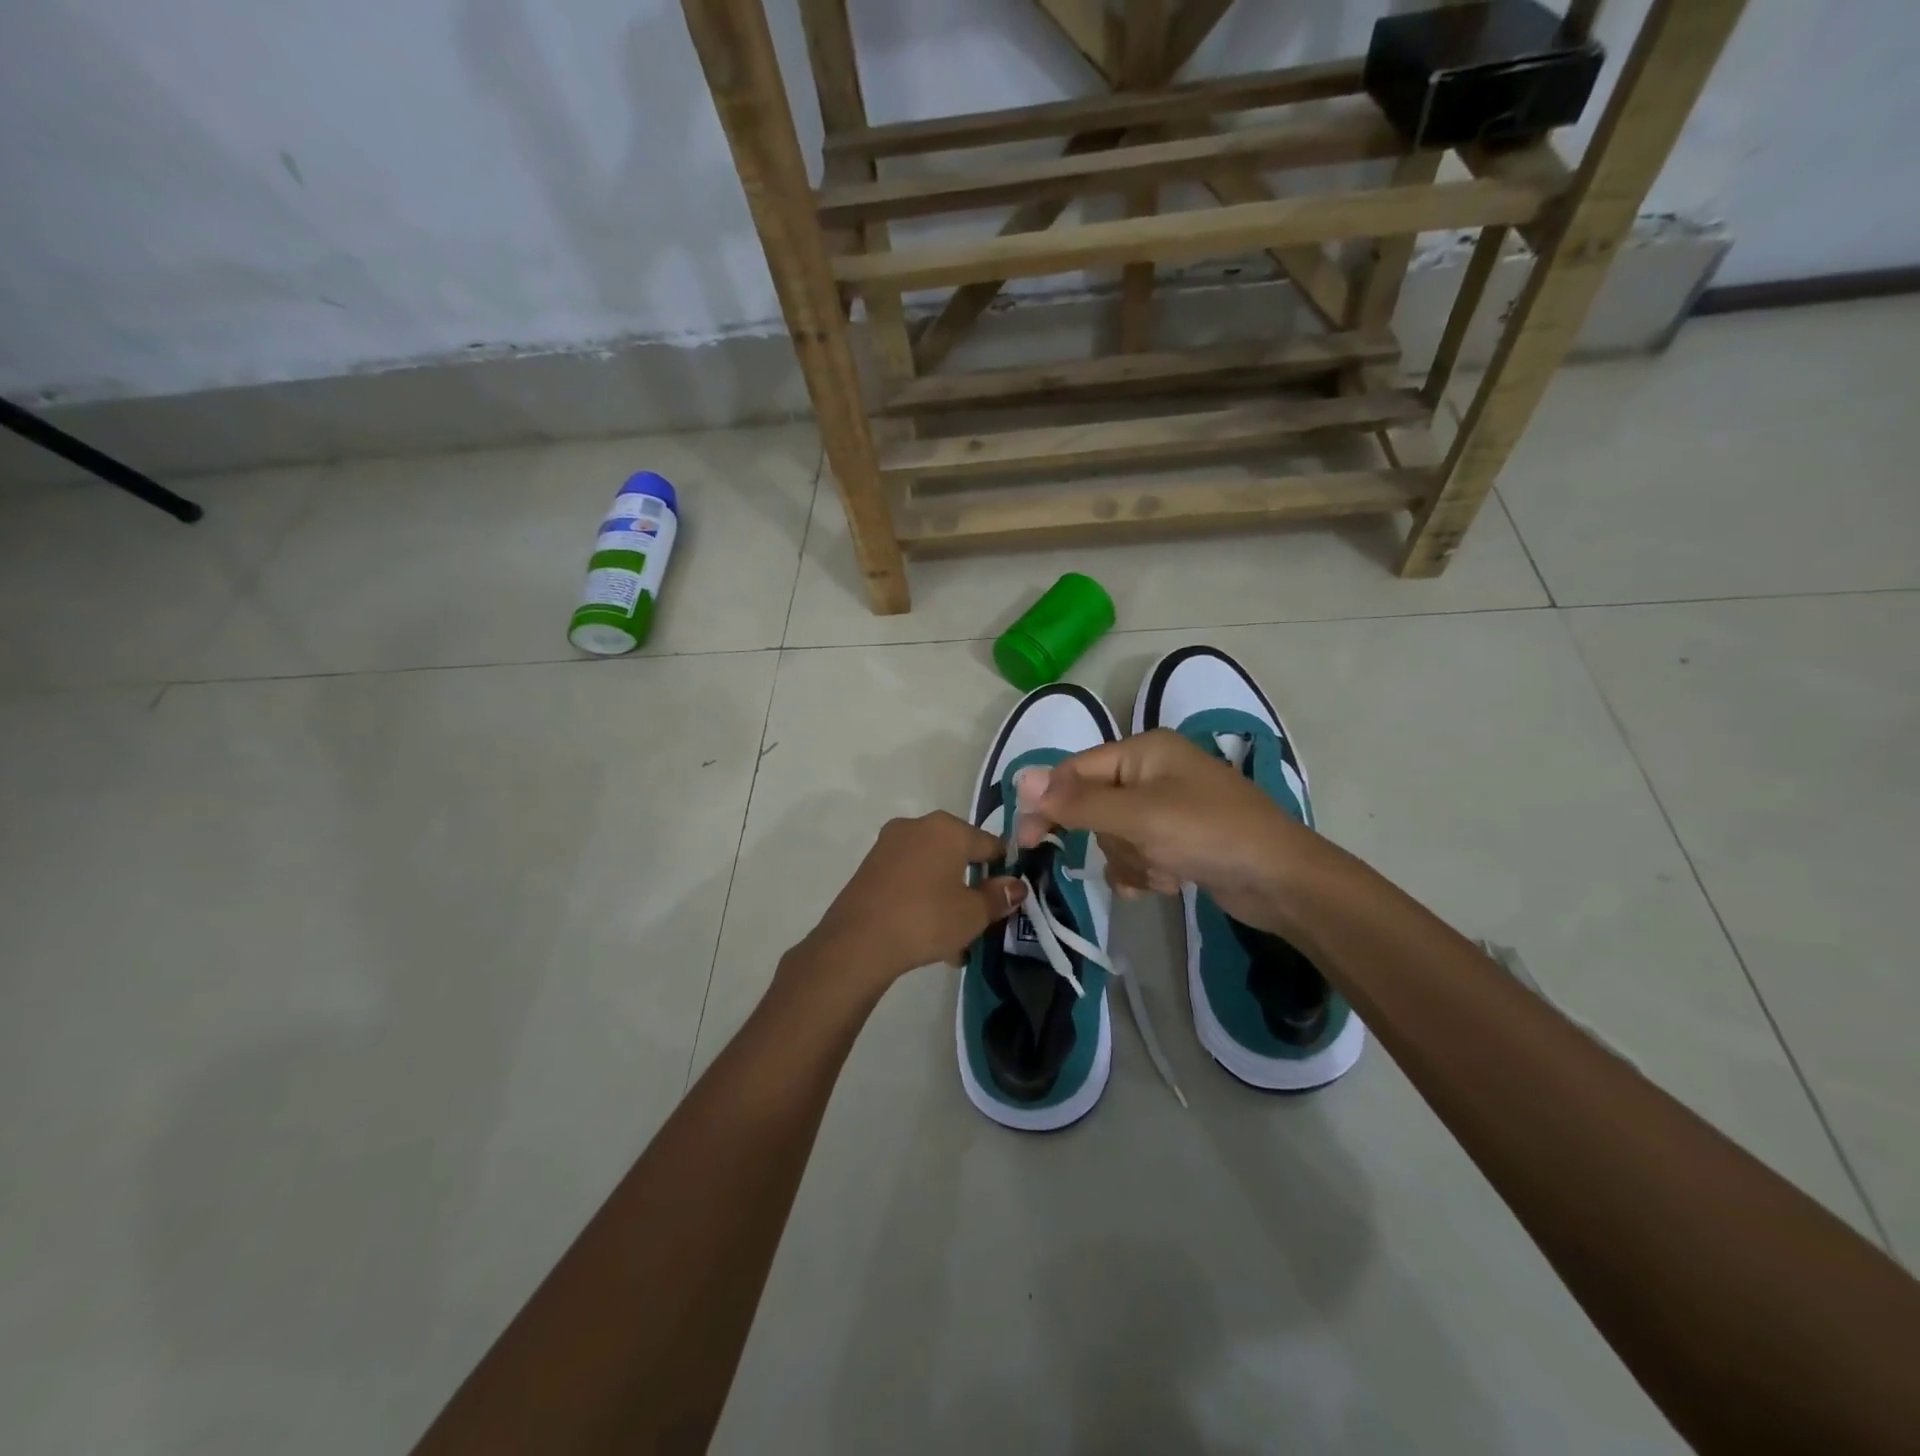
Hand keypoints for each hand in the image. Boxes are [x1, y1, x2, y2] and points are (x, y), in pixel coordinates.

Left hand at [794, 811, 1026, 994]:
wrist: (858, 941)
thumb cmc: (925, 919)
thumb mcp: (972, 914)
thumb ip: (998, 897)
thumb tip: (1016, 885)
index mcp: (947, 828)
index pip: (989, 843)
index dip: (1003, 870)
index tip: (1008, 897)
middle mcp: (917, 826)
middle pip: (958, 855)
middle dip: (971, 888)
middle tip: (981, 922)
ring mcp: (889, 845)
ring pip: (932, 870)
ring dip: (947, 899)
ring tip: (955, 941)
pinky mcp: (870, 866)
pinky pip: (909, 879)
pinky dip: (922, 900)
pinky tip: (928, 936)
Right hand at [1014, 729, 1325, 931]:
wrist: (1283, 882)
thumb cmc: (1209, 834)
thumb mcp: (1138, 815)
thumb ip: (1077, 801)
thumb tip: (1021, 780)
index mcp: (1144, 750)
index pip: (1075, 770)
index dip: (1048, 803)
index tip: (1025, 841)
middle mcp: (1154, 772)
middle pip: (1095, 808)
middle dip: (1113, 839)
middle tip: (1137, 853)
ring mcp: (1168, 808)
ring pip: (1116, 836)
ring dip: (1133, 861)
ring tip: (1166, 871)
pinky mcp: (1179, 840)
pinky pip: (1139, 854)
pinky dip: (1147, 872)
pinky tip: (1171, 883)